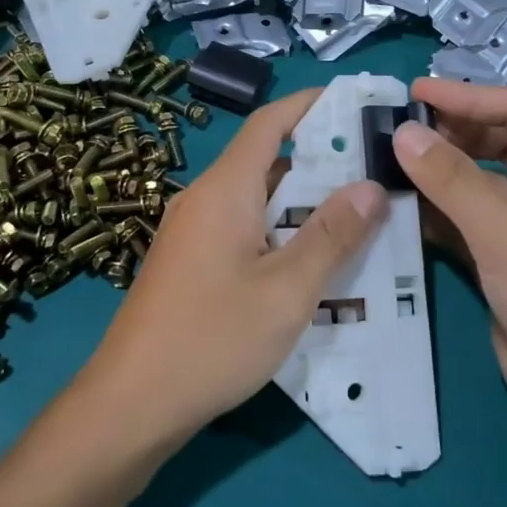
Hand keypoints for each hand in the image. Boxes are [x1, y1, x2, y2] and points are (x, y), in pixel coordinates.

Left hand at [79, 88, 386, 448]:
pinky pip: (244, 230)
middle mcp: (204, 200)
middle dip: (320, 159)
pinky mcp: (191, 264)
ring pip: (257, 200)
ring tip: (358, 215)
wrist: (131, 404)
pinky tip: (312, 262)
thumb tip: (370, 186)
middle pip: (266, 161)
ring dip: (303, 202)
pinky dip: (280, 232)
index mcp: (224, 190)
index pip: (268, 123)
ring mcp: (193, 234)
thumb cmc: (212, 340)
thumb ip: (330, 235)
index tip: (355, 102)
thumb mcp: (286, 291)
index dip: (310, 105)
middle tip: (375, 169)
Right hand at [395, 78, 506, 446]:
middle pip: (498, 142)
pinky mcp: (504, 264)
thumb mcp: (506, 233)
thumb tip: (402, 133)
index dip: (469, 97)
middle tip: (399, 131)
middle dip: (452, 132)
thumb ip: (452, 180)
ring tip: (389, 164)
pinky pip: (466, 223)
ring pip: (478, 184)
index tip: (415, 96)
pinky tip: (401, 210)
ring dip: (439, 173)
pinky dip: (436, 213)